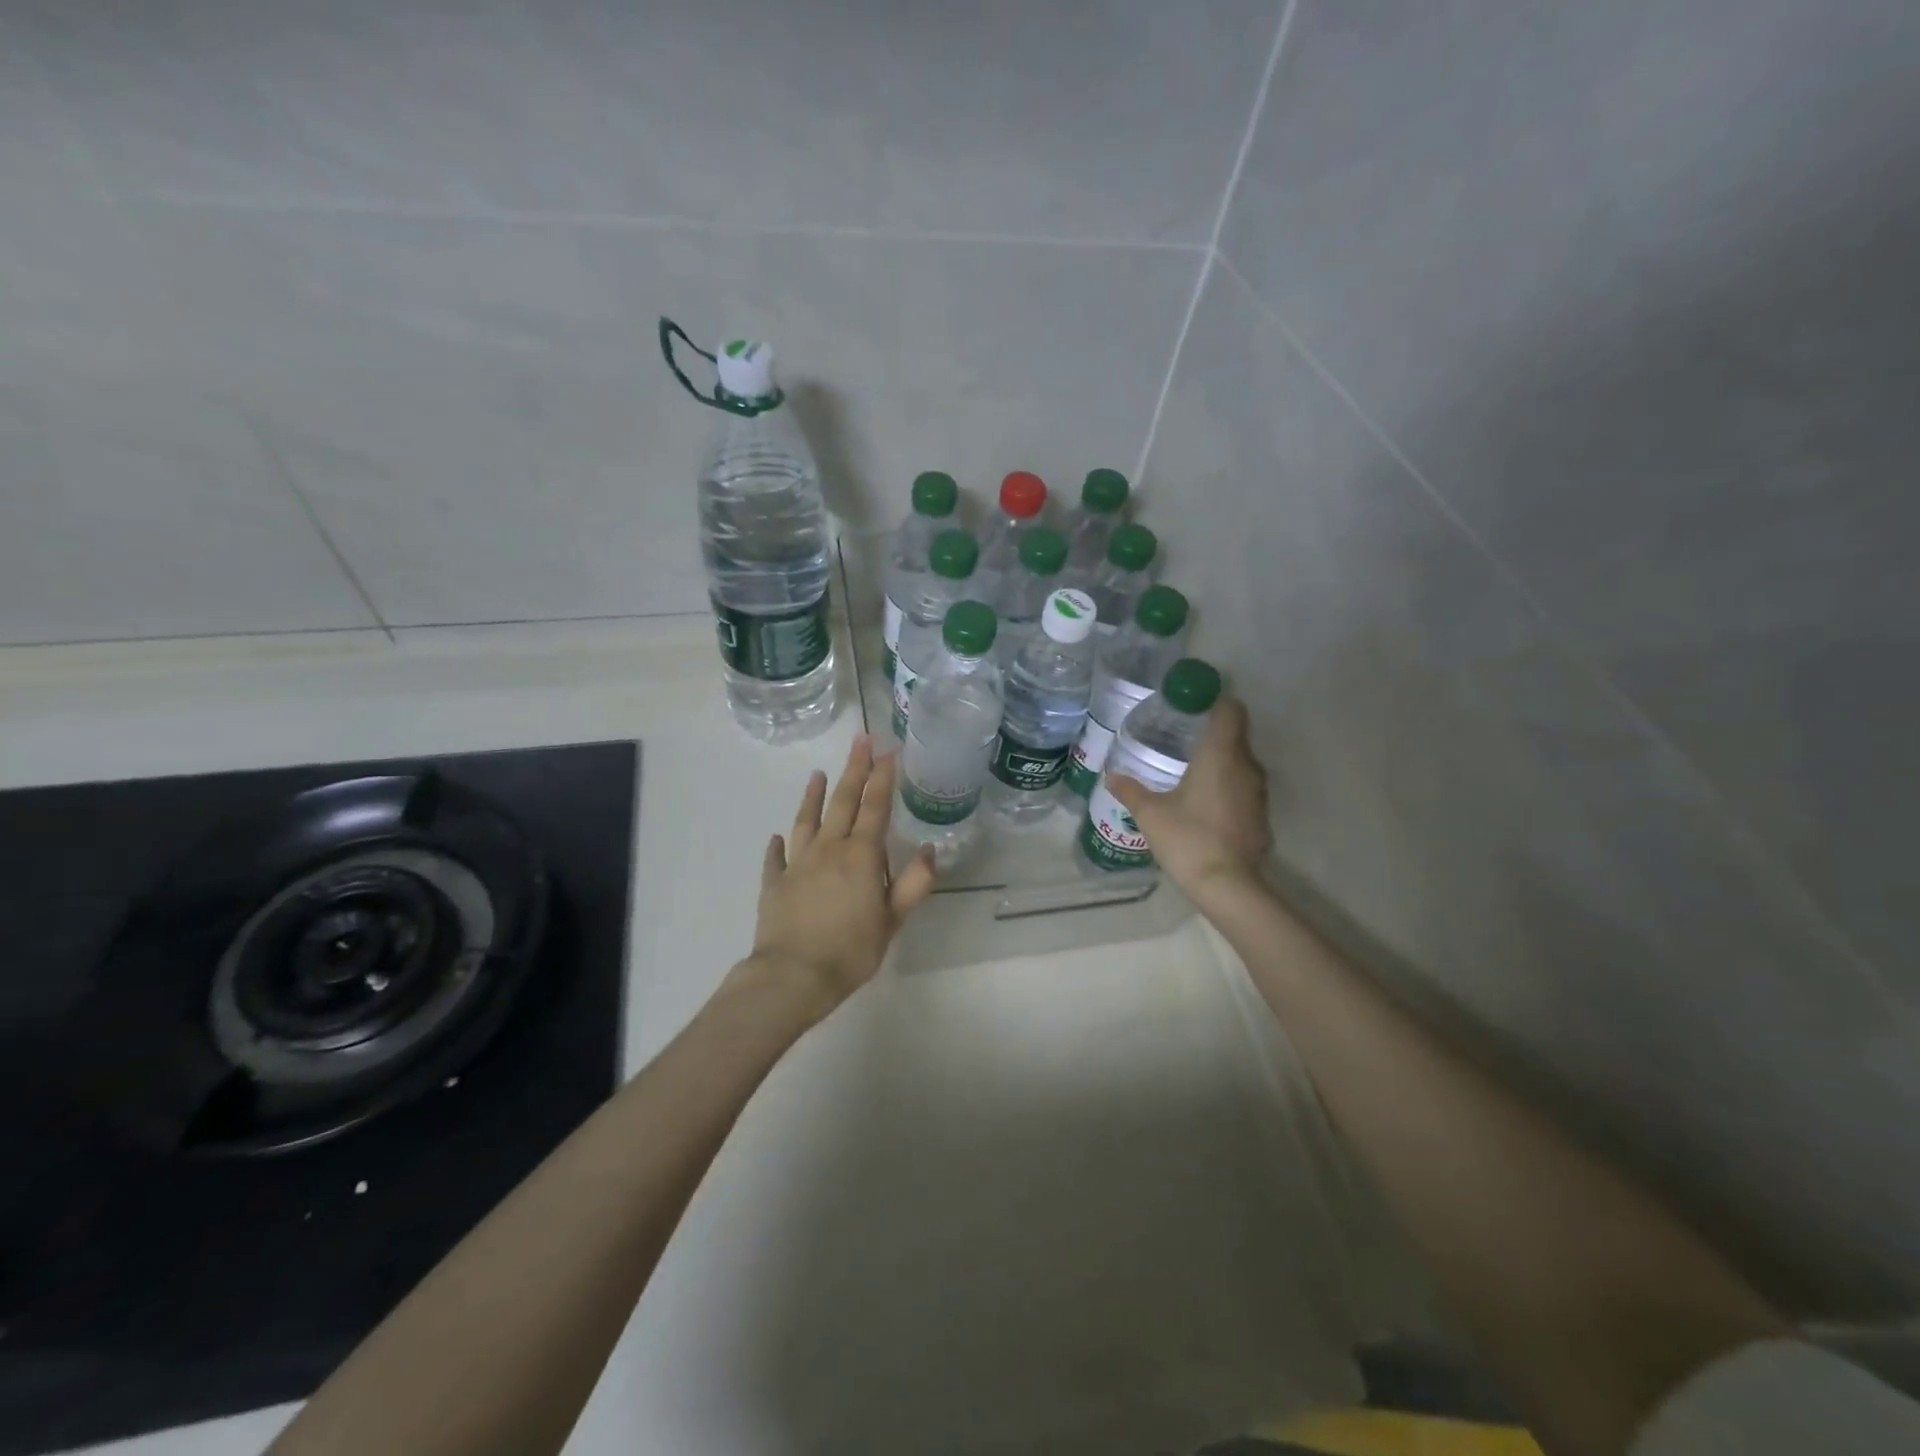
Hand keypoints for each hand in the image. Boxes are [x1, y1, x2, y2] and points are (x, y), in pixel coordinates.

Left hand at [735, 736, 937, 1024]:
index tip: (887, 750)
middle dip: (854, 769)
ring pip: (807, 820)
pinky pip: (776, 858)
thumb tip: (931, 850)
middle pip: (843, 802)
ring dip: (814, 796)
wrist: (792, 977)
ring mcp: (798, 864)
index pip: (875, 807)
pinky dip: (779, 845)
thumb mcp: (893, 921)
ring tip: (817, 774)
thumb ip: (914, 883)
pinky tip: (778, 837)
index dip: (882, 777)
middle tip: (860, 740)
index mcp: (861, 856)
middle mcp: (829, 850)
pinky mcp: (774, 883)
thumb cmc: (851, 951)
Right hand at [1107, 696, 1269, 901]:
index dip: (1215, 703)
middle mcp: (1246, 767)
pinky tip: (1207, 807)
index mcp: (1220, 755)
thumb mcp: (1150, 814)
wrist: (1227, 885)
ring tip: (1192, 775)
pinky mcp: (1262, 817)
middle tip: (1182, 742)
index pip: (1230, 710)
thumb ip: (1131, 790)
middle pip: (1236, 736)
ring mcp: (1258, 793)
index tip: (1194, 707)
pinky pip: (1245, 792)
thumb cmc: (1187, 838)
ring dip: (1222, 765)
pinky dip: (1229, 791)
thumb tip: (1111, 776)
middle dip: (1213, 735)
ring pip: (1241, 765)